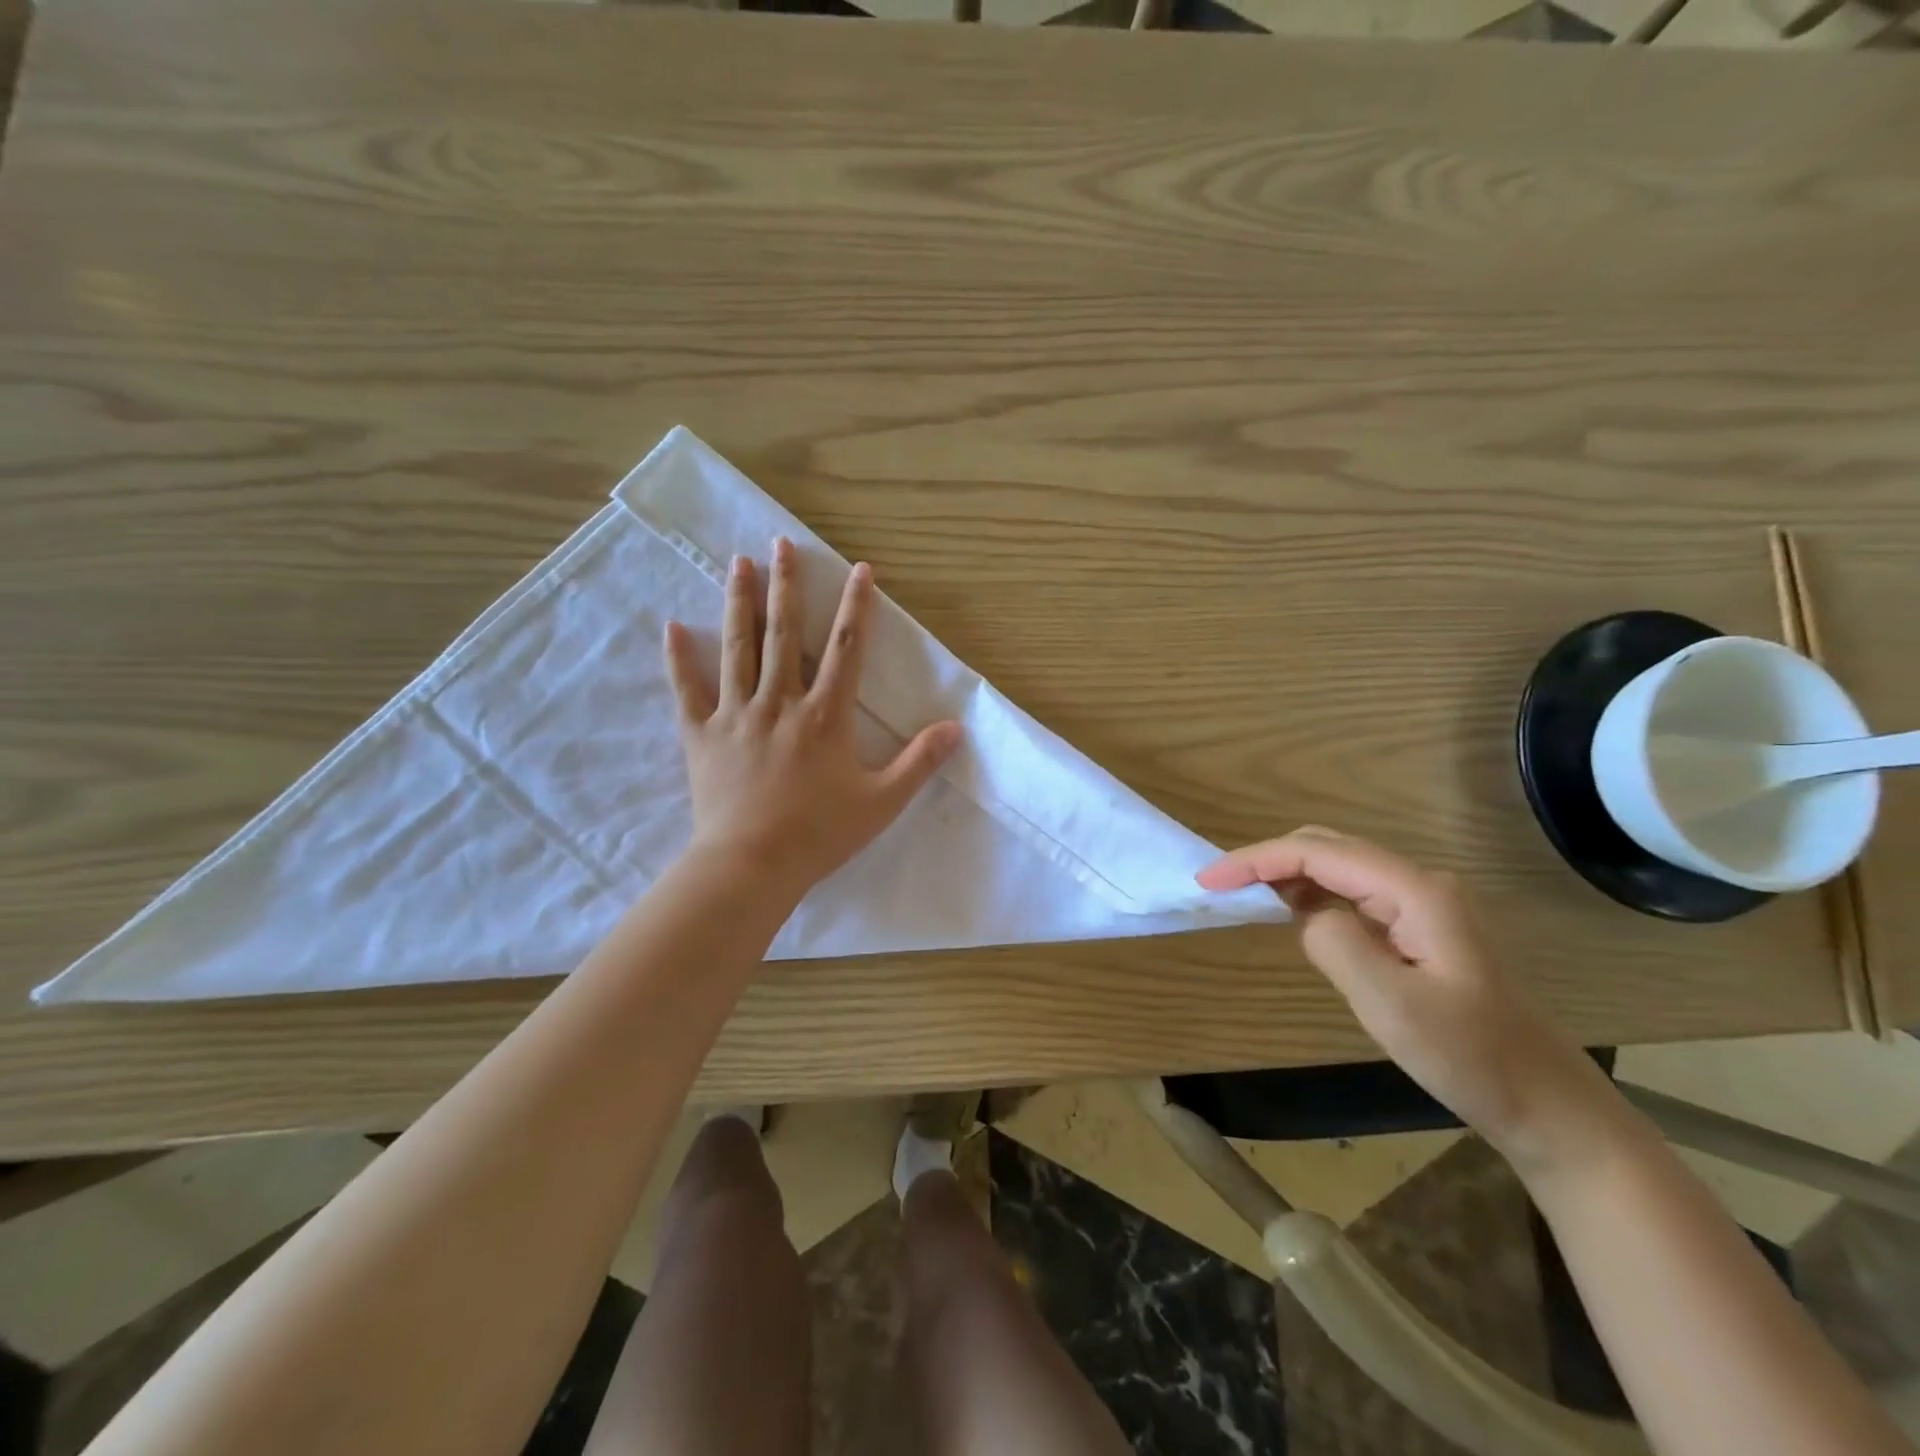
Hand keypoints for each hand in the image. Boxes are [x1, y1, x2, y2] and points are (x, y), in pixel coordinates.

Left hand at [664, 539, 961, 896]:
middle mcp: (780, 702)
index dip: (856, 606)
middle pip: (783, 633)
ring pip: (738, 647)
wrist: (751, 865)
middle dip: (785, 585)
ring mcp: (736, 715)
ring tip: (737, 562)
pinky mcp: (702, 735)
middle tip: (780, 543)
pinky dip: (679, 658)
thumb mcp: (882, 802)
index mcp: (825, 715)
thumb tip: (956, 727)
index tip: (859, 569)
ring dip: (739, 602)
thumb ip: (919, 762)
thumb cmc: (820, 834)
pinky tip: (673, 626)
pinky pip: (687, 689)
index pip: (845, 648)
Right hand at [1197, 828, 1625, 1175]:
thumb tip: (1303, 915)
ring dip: (1286, 874)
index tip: (1208, 880)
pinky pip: (1352, 896)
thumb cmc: (1470, 1057)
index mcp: (1415, 891)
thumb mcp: (1389, 1004)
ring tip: (1240, 894)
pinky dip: (1310, 895)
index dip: (1257, 859)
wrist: (1546, 1106)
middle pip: (1327, 848)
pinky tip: (1289, 911)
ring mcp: (1422, 905)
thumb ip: (1333, 943)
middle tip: (1217, 884)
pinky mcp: (1419, 929)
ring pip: (1338, 869)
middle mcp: (1418, 884)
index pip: (1318, 853)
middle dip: (1267, 859)